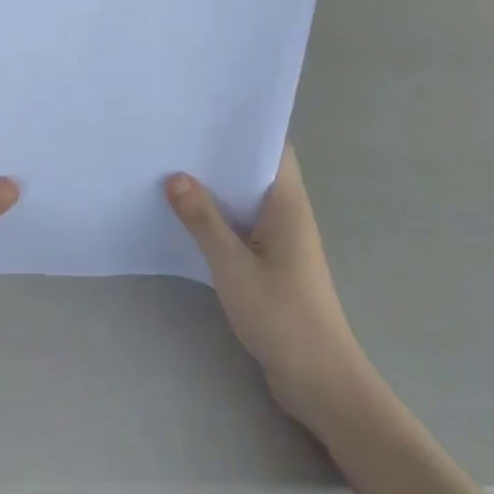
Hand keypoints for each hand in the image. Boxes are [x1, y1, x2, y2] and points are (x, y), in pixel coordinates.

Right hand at [166, 147, 372, 433]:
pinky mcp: (273, 263)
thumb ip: (203, 219)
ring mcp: (282, 239)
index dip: (243, 126)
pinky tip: (189, 217)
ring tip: (173, 169)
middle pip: (255, 170)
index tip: (205, 112)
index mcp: (287, 203)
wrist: (320, 381)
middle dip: (220, 154)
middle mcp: (288, 213)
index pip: (273, 147)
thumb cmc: (282, 316)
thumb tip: (176, 176)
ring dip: (217, 187)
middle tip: (176, 137)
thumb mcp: (233, 265)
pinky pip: (244, 225)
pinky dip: (220, 216)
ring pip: (247, 199)